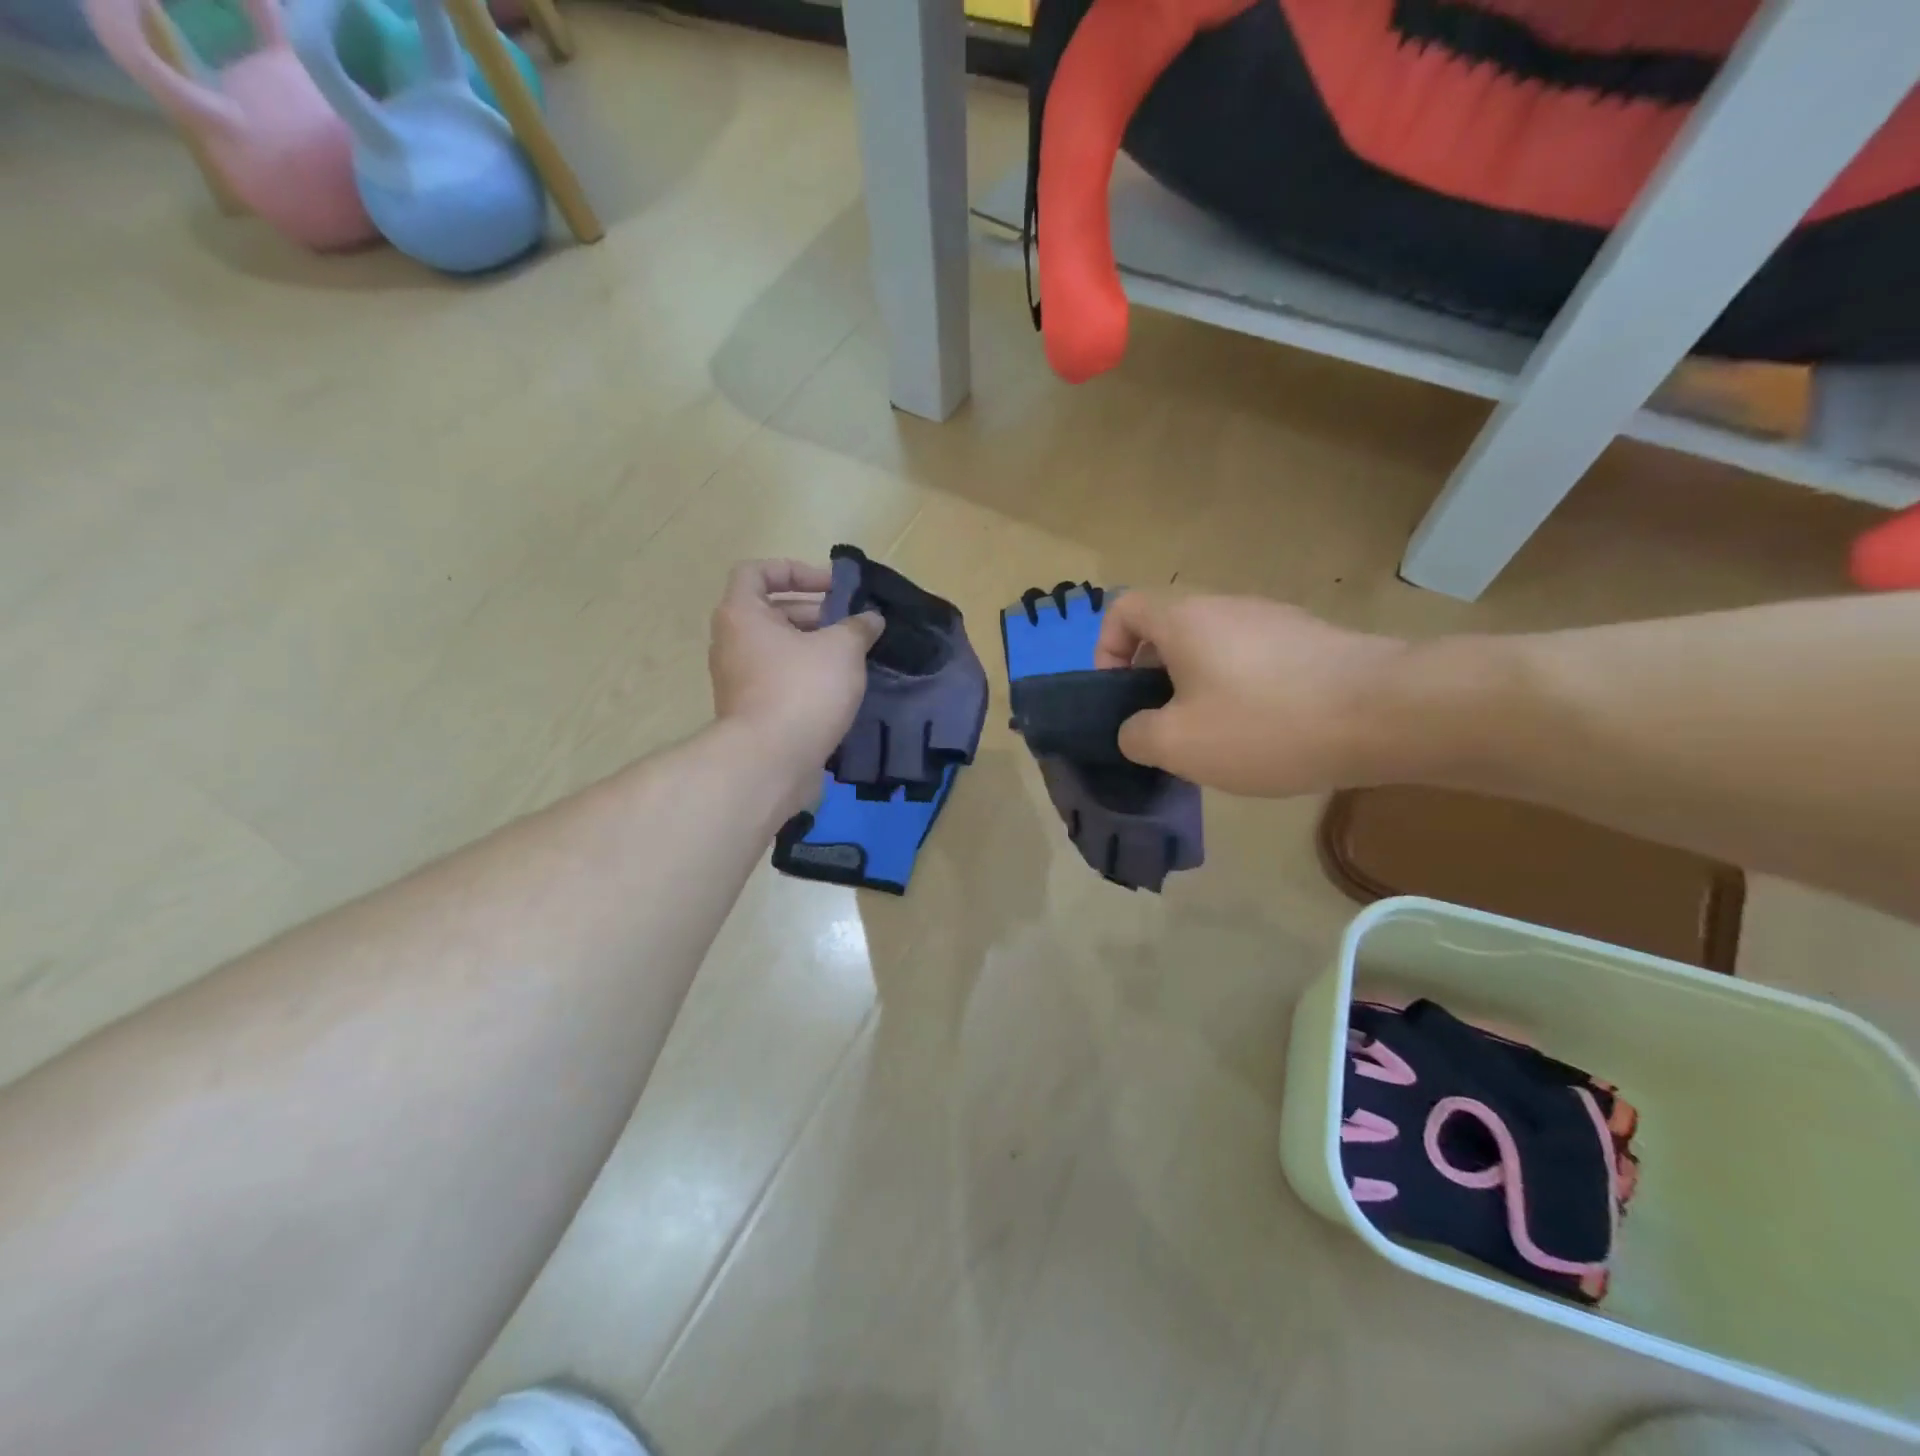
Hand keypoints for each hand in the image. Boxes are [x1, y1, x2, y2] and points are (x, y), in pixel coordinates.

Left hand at [709, 560, 881, 814]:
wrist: (771, 762)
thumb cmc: (802, 690)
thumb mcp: (842, 649)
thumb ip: (858, 627)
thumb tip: (871, 619)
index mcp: (742, 614)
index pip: (758, 571)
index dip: (796, 570)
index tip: (833, 587)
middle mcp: (732, 642)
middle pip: (772, 611)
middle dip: (815, 613)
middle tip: (852, 626)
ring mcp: (738, 679)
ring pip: (779, 649)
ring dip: (815, 647)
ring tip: (853, 659)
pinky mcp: (752, 710)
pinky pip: (780, 679)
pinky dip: (807, 677)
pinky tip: (841, 690)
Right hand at [1094, 592, 1412, 796]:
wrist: (1386, 712)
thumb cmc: (1264, 723)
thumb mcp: (1178, 744)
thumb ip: (1136, 735)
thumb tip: (1136, 730)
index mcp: (1185, 619)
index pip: (1123, 609)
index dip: (1105, 649)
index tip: (1119, 696)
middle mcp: (1226, 606)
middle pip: (1169, 631)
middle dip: (1152, 680)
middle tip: (1164, 729)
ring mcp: (1274, 620)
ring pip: (1213, 649)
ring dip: (1198, 689)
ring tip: (1216, 739)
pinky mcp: (1311, 641)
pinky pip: (1255, 661)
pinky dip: (1242, 691)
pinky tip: (1266, 733)